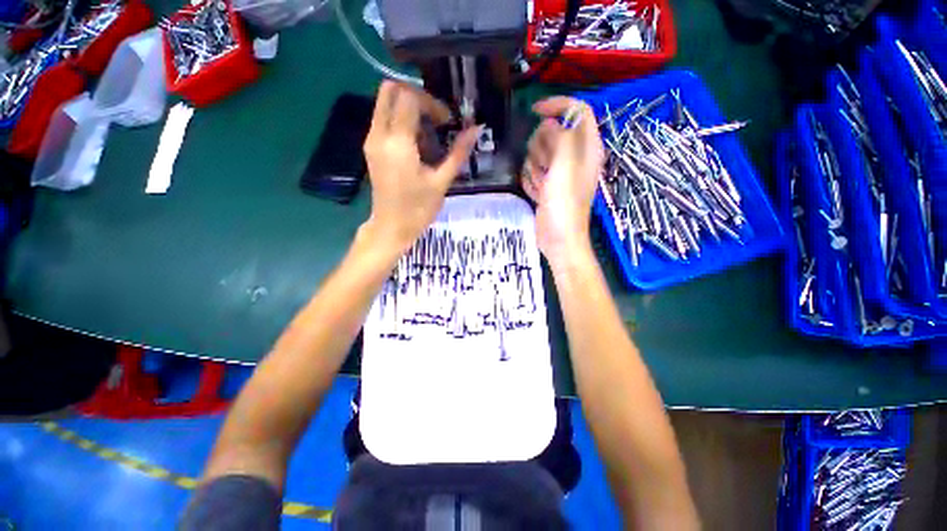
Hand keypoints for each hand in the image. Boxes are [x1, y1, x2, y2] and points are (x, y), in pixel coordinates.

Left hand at [362, 81, 479, 253]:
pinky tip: (417, 144)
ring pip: (385, 103)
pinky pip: (384, 119)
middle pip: (390, 89)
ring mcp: (371, 140)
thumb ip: (458, 153)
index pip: (409, 97)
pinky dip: (401, 121)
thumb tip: (475, 129)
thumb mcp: (441, 181)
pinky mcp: (371, 148)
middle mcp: (378, 134)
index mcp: (397, 143)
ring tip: (428, 135)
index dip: (431, 102)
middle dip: (416, 96)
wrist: (391, 227)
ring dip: (409, 109)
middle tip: (435, 118)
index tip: (446, 122)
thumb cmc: (418, 209)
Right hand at [521, 97, 603, 266]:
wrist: (558, 240)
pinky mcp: (547, 186)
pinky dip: (531, 180)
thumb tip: (550, 123)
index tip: (535, 111)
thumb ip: (561, 137)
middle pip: (554, 133)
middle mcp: (575, 157)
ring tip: (542, 184)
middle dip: (542, 146)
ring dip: (535, 166)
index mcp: (588, 148)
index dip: (558, 105)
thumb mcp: (565, 167)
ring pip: (540, 153)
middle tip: (544, 166)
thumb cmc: (564, 205)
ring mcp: (560, 173)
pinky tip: (537, 194)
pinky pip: (533, 172)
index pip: (578, 111)